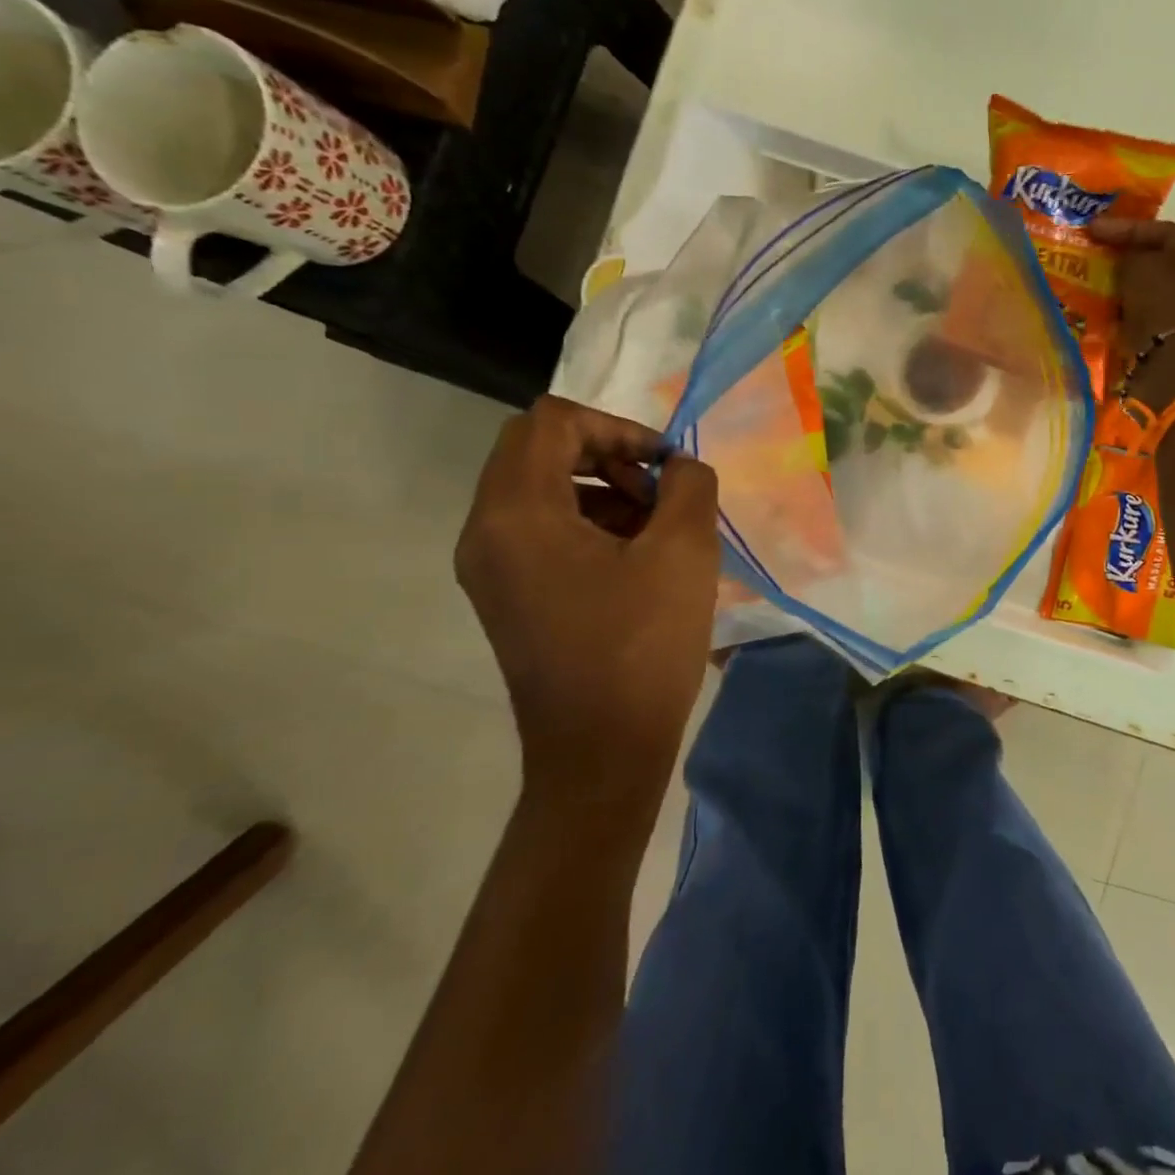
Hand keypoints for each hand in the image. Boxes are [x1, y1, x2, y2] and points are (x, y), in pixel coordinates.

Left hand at [456, 396, 719, 804]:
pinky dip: (587, 523)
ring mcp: (490, 567)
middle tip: (659, 491)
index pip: (552, 421)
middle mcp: (486, 531)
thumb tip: (679, 467)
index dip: (617, 426)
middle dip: (607, 454)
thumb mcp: (685, 552)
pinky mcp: (507, 595)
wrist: (602, 753)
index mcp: (517, 512)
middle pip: (538, 450)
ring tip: (656, 527)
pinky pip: (540, 530)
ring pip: (540, 489)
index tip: (664, 465)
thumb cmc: (642, 647)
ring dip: (600, 488)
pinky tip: (637, 559)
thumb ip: (689, 485)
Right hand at [1089, 218, 1174, 410]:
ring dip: (1131, 290)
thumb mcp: (1138, 267)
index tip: (1092, 228)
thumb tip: (1126, 262)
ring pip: (1159, 291)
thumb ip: (1130, 255)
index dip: (1124, 228)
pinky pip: (1157, 316)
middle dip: (1129, 261)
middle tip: (1099, 258)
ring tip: (1101, 287)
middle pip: (1164, 262)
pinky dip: (1136, 313)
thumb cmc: (1164, 306)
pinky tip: (1115, 313)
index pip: (1164, 231)